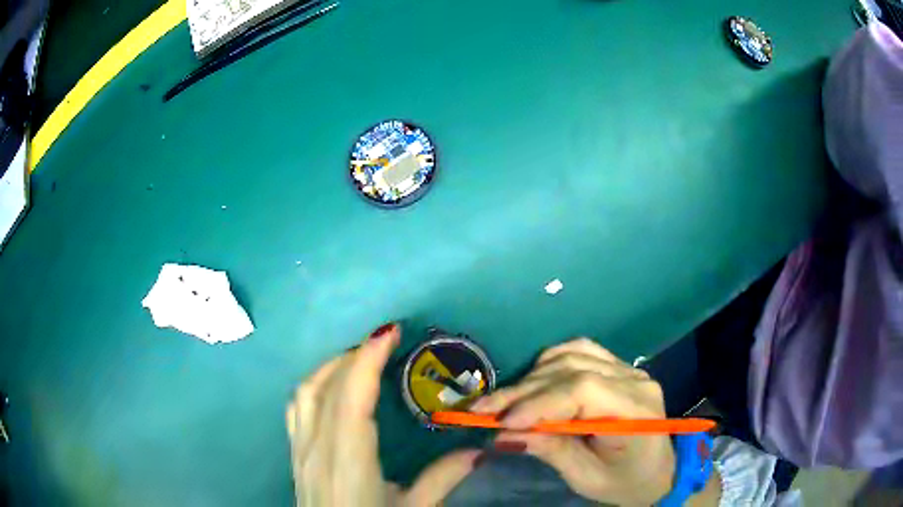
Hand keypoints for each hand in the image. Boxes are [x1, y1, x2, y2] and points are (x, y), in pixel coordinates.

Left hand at [286, 323, 479, 506]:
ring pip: (305, 392)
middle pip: (326, 387)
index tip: (390, 332)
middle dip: (354, 355)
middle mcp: (317, 448)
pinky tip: (332, 387)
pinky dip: (315, 384)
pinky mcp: (295, 454)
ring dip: (331, 366)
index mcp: (348, 461)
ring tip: (359, 358)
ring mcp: (300, 449)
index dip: (367, 360)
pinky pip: (297, 406)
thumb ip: (442, 479)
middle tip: (385, 342)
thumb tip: (479, 451)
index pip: (351, 399)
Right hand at [470, 338, 675, 505]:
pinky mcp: (618, 368)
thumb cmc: (624, 482)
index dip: (539, 401)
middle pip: (572, 369)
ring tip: (505, 401)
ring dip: (533, 376)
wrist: (656, 473)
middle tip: (484, 410)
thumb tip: (503, 433)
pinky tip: (532, 380)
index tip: (501, 421)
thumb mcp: (586, 477)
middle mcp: (635, 380)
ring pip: (572, 355)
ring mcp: (628, 369)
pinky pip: (580, 352)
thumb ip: (551, 450)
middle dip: (523, 391)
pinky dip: (550, 363)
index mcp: (635, 410)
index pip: (583, 390)